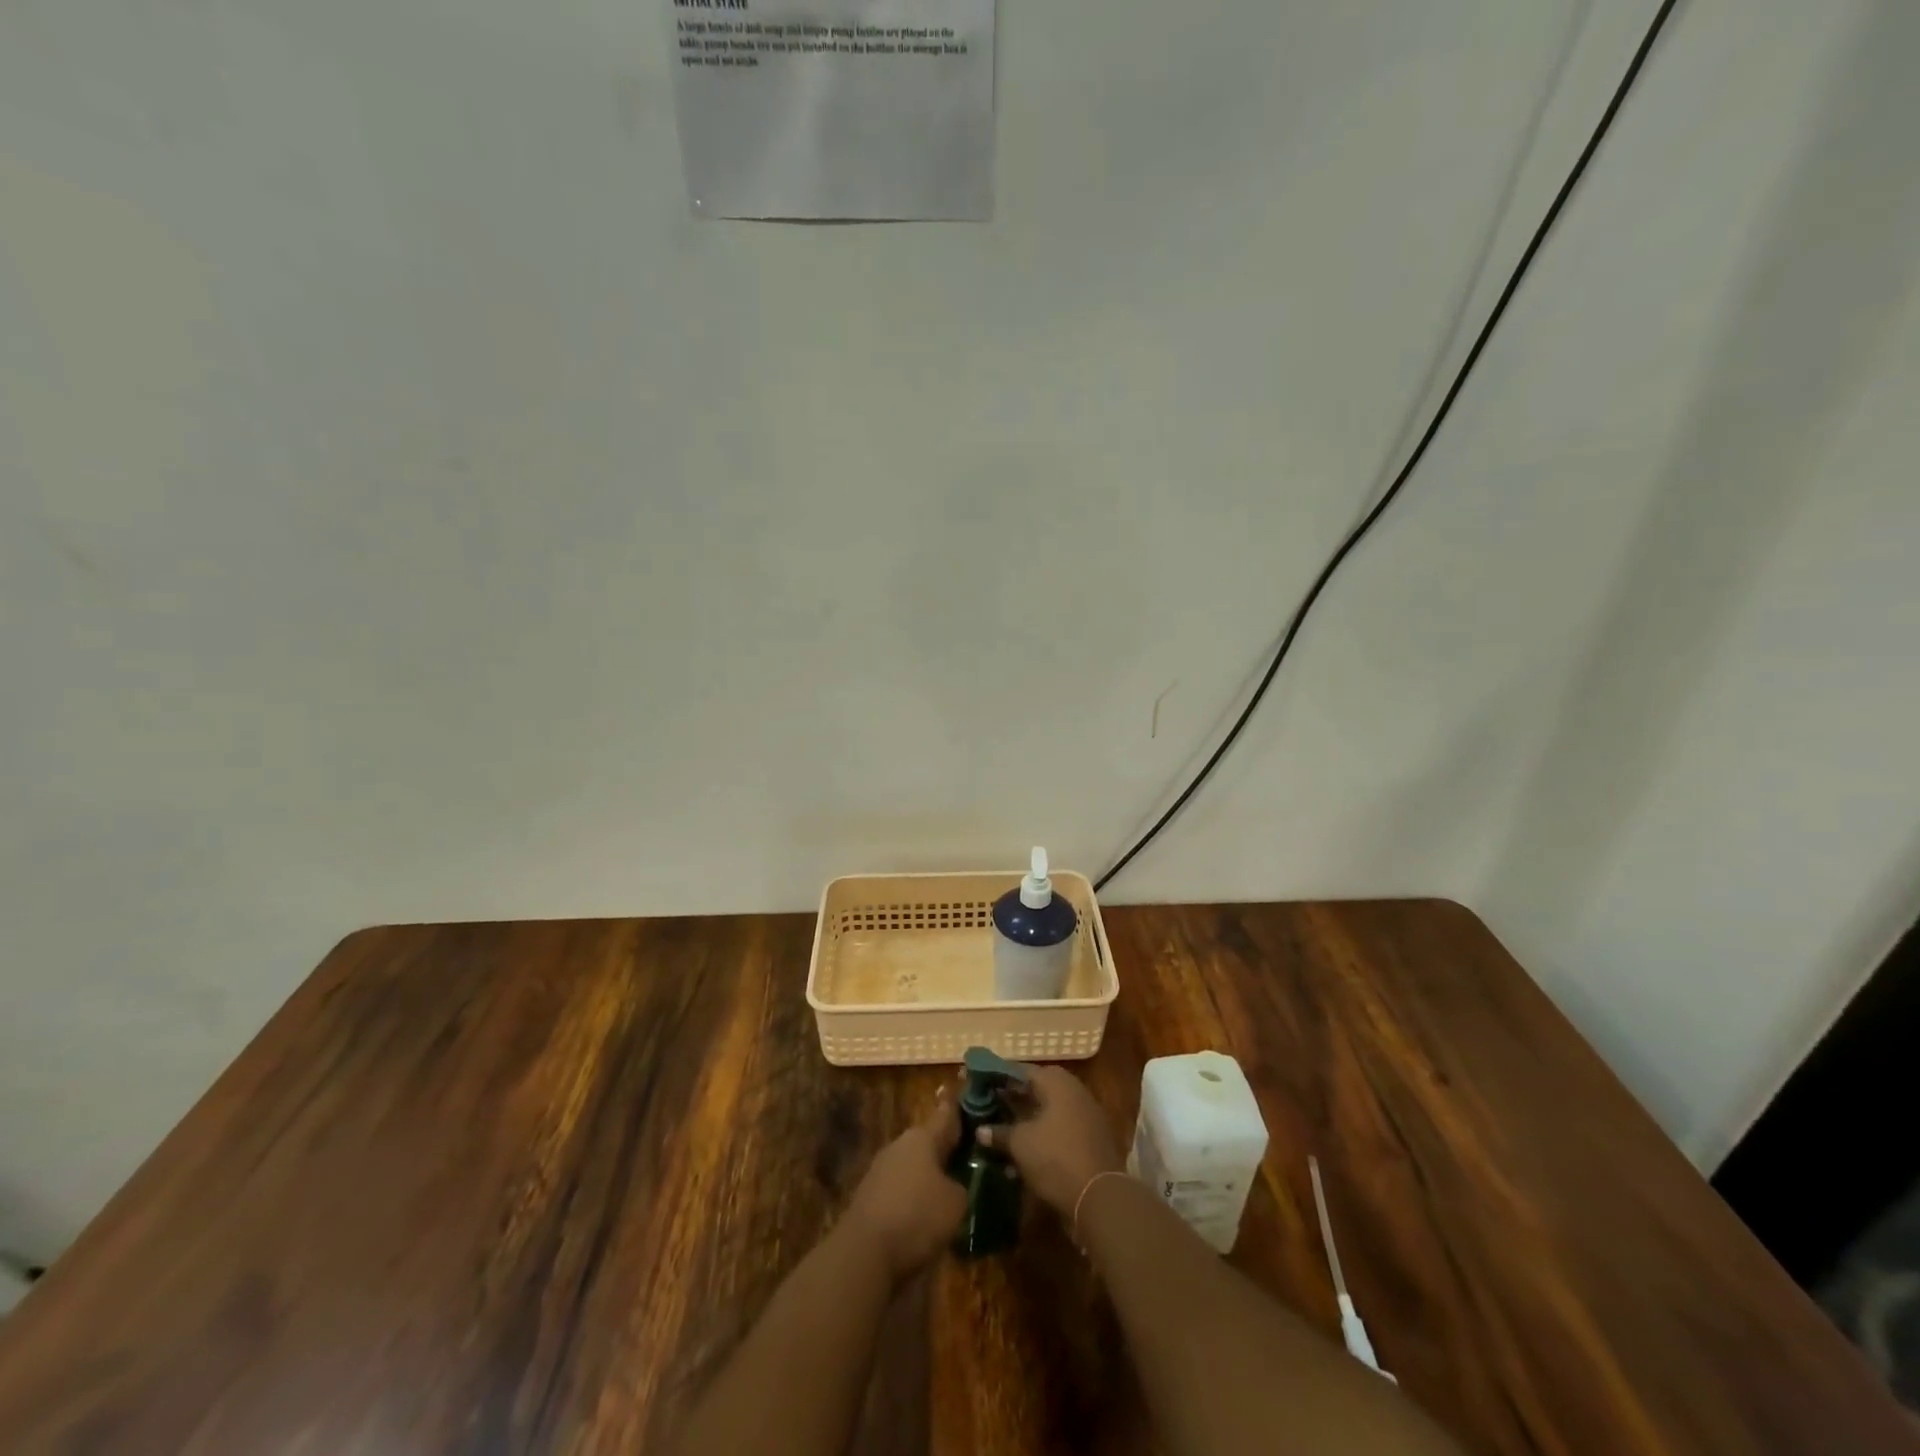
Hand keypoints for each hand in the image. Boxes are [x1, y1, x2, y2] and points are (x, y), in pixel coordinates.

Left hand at [842, 1087, 967, 1280]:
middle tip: (963, 1158)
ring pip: (912, 1166)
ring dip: (926, 1176)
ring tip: (946, 1193)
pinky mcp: (868, 1197)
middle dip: (943, 1150)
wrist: (864, 1253)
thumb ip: (960, 1187)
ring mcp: (879, 1170)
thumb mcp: (955, 1203)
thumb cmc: (917, 1217)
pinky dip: (911, 1198)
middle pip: (927, 1142)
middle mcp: (899, 1146)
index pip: (945, 1115)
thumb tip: (953, 1185)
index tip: (960, 1093)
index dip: (955, 1107)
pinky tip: (922, 1217)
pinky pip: (898, 1190)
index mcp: (922, 1137)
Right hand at [978, 1065, 1122, 1215]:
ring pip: (1045, 1112)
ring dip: (1022, 1121)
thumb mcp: (1020, 1144)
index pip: (1019, 1070)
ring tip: (997, 1131)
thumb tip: (981, 1130)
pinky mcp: (1089, 1140)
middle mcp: (1072, 1091)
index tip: (975, 1081)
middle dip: (1009, 1099)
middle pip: (1034, 1090)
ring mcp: (1084, 1115)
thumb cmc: (1056, 1158)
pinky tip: (1020, 1155)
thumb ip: (998, 1132)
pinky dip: (1038, 1137)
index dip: (995, 1076)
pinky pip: (1057, 1131)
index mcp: (1056, 1082)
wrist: (1101, 1197)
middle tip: (985, 1106)